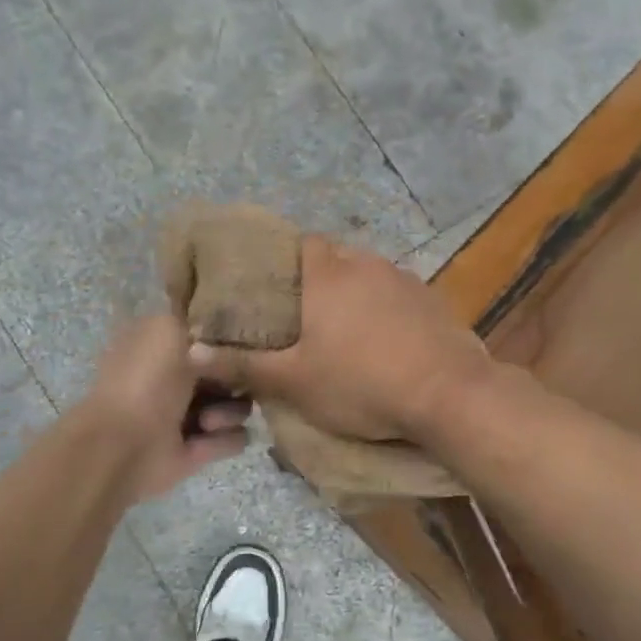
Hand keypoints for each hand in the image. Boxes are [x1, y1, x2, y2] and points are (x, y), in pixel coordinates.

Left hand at [82, 315, 252, 499]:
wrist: (122, 447)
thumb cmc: (144, 383)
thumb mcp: (168, 331)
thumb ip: (200, 324)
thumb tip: (220, 344)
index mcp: (160, 346)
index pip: (207, 336)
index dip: (227, 339)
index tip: (240, 343)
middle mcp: (174, 379)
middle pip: (229, 373)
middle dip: (234, 378)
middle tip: (228, 384)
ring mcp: (187, 416)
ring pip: (237, 406)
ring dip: (229, 412)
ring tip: (206, 421)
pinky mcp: (198, 450)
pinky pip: (234, 438)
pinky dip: (225, 439)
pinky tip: (205, 439)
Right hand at [189, 236, 492, 442]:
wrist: (449, 395)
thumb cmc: (362, 383)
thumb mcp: (294, 381)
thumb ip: (242, 363)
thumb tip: (191, 350)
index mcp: (327, 275)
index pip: (297, 244)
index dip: (279, 260)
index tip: (266, 285)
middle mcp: (364, 264)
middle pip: (330, 258)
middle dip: (313, 278)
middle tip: (297, 313)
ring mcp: (402, 280)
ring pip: (364, 275)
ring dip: (349, 293)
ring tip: (337, 327)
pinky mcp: (431, 300)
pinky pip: (393, 294)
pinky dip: (380, 308)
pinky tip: (380, 338)